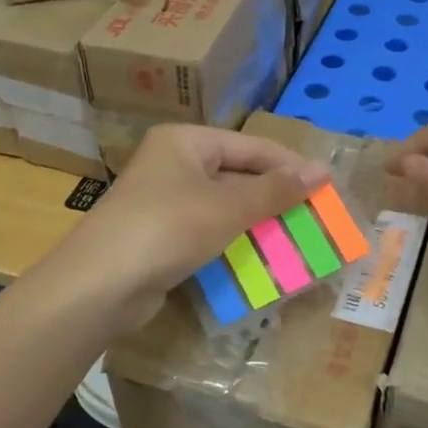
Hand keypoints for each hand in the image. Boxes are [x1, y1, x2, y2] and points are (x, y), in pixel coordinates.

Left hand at [53, 124, 329, 330]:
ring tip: (297, 236)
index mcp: (186, 142)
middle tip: (315, 214)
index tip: (327, 187)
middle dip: (276, 195)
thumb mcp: (229, 206)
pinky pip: (209, 229)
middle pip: (238, 173)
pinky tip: (262, 255)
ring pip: (225, 204)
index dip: (291, 165)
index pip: (251, 146)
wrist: (99, 286)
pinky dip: (235, 239)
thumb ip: (276, 190)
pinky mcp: (162, 235)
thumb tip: (323, 170)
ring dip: (259, 220)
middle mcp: (174, 164)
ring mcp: (165, 201)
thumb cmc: (168, 229)